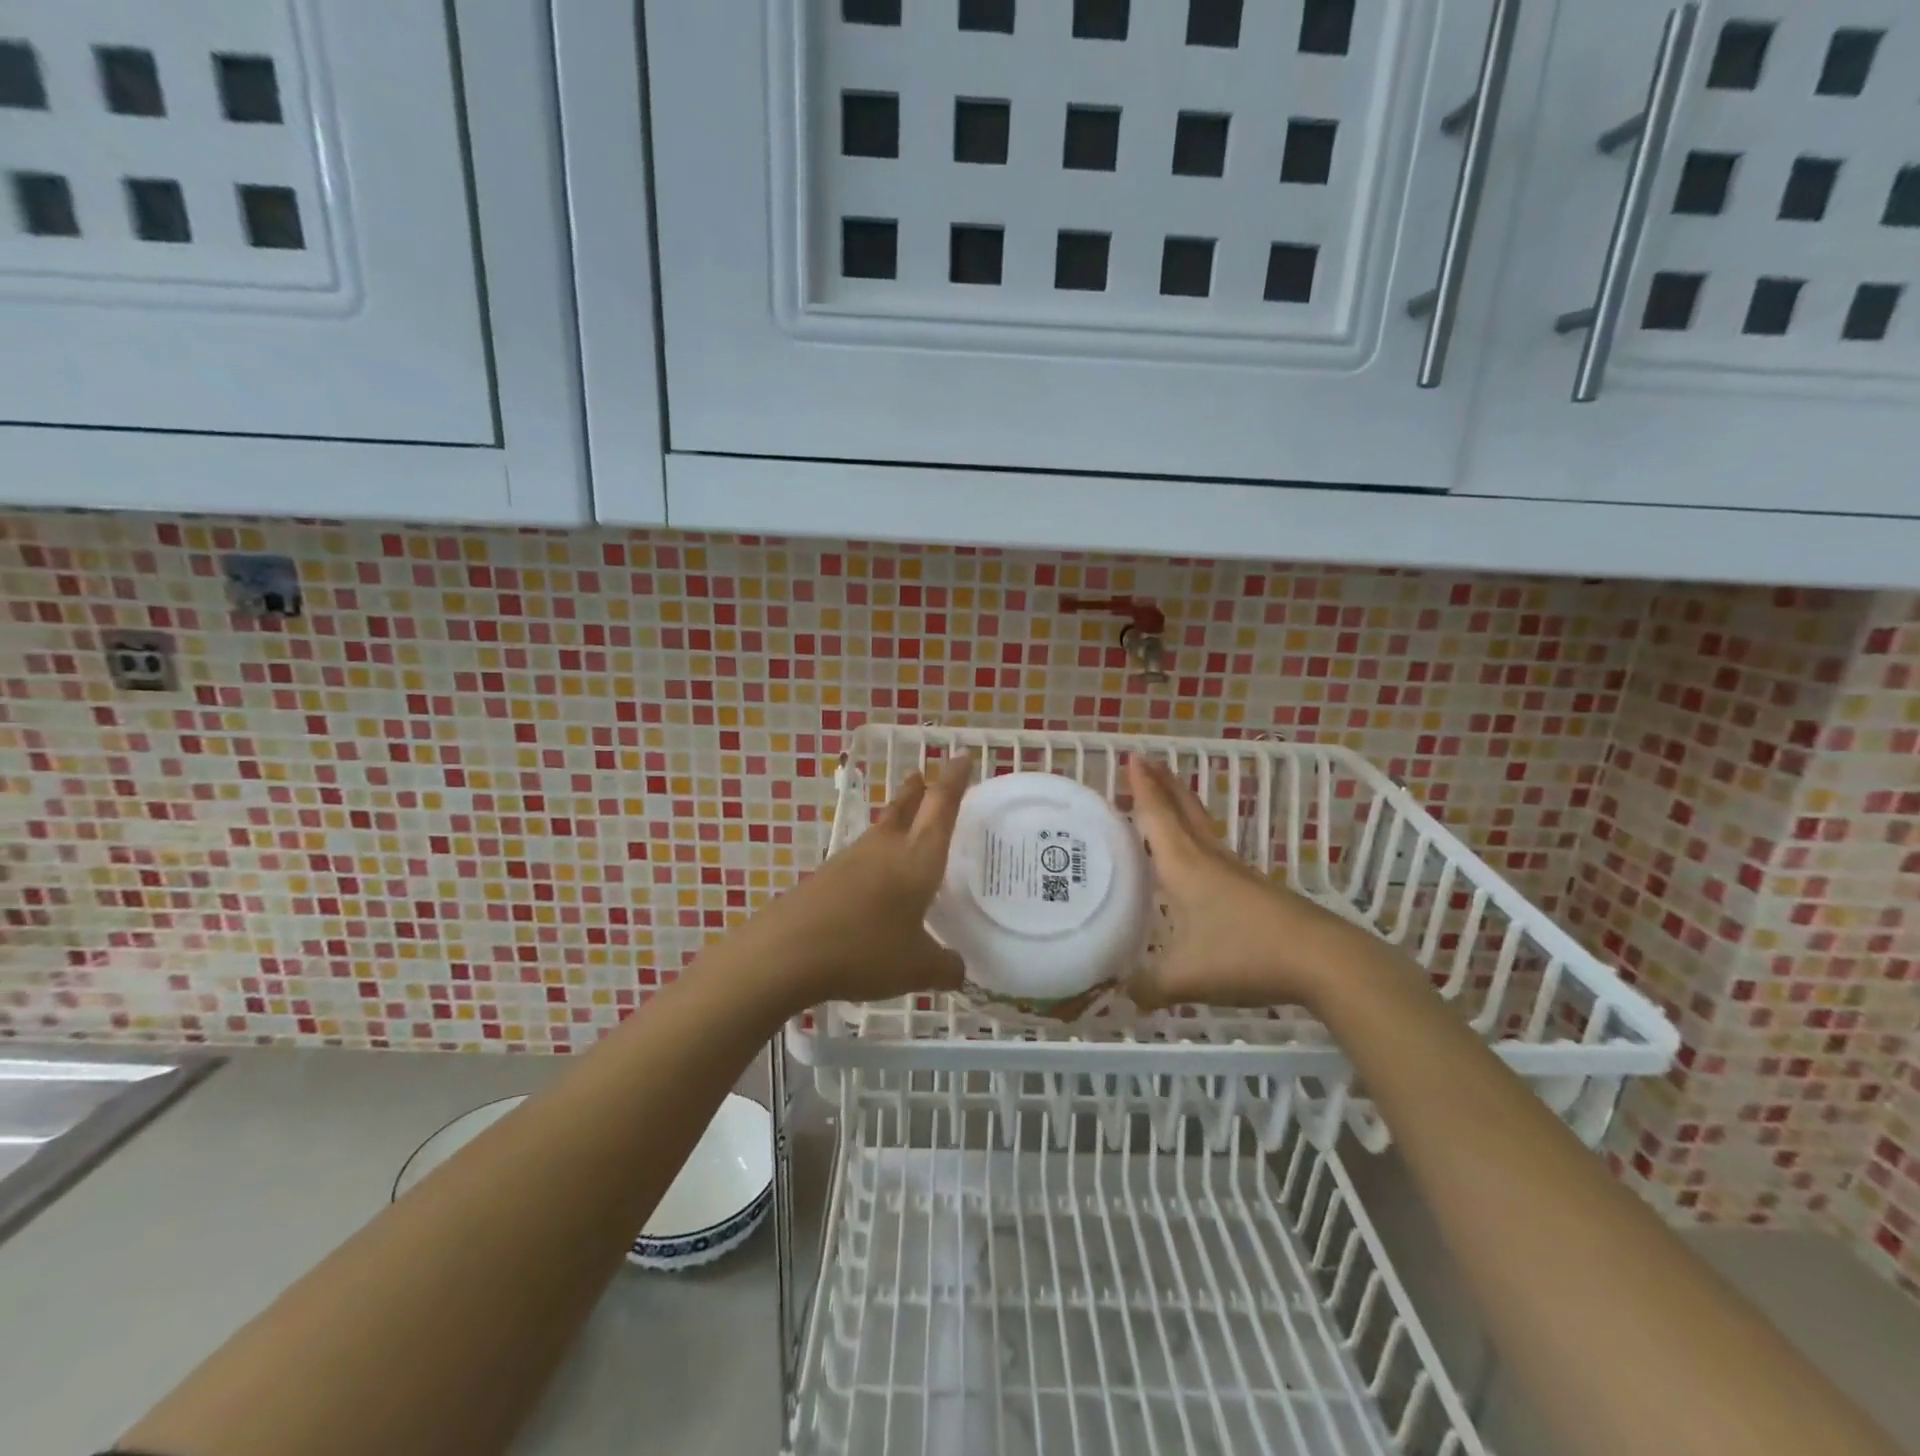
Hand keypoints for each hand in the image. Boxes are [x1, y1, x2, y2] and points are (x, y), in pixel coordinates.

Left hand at [745, 753, 972, 1006]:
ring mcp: (852, 859)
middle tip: (928, 774)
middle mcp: (886, 848)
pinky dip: (877, 852)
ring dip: (897, 815)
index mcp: (917, 858)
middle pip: (907, 806)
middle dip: (921, 788)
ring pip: (882, 827)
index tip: (962, 756)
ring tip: (906, 816)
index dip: (954, 780)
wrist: (787, 951)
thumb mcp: (917, 968)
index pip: (942, 806)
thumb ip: (945, 968)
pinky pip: (862, 854)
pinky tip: (875, 873)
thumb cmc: (865, 949)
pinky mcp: (827, 876)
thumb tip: (959, 970)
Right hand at [1124, 755, 1356, 1011]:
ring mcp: (1237, 874)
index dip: (1143, 788)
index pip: (1157, 818)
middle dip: (1164, 785)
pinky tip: (1198, 860)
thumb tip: (1124, 995)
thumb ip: (1148, 986)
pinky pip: (1216, 853)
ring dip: (1182, 808)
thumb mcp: (1185, 978)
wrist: (1322, 961)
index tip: (1132, 756)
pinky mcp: (1256, 891)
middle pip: (1184, 812)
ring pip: (1203, 830)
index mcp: (1185, 867)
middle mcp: (1209, 860)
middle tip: (1147, 761)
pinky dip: (1198, 840)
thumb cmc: (1245, 955)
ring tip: (1168, 800)